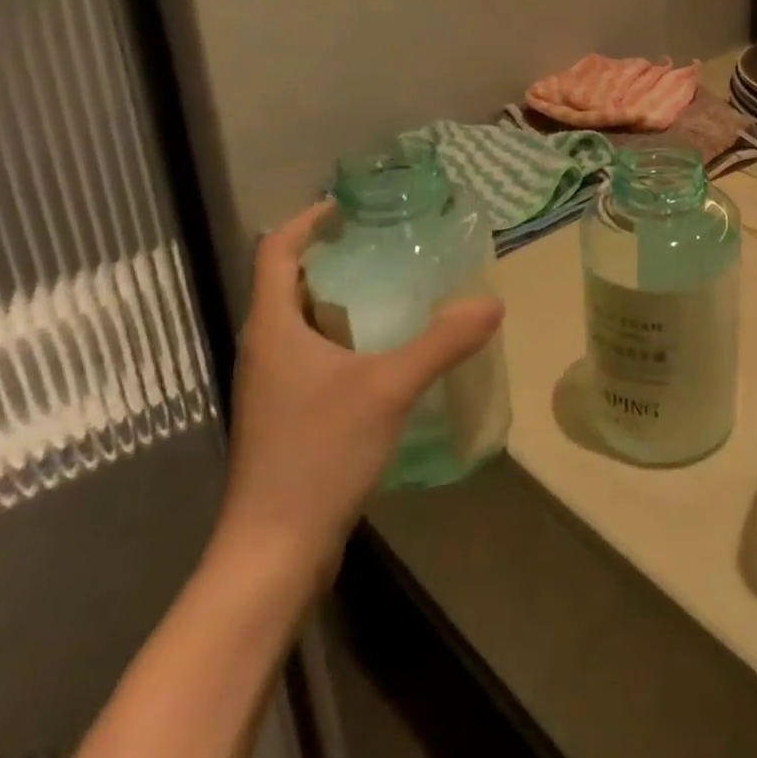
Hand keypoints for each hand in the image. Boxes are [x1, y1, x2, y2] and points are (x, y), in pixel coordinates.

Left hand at [215, 200, 502, 595]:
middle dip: (334, 256)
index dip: (308, 221)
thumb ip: (442, 342)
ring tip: (395, 288)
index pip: (275, 252)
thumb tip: (492, 301)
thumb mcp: (389, 389)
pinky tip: (387, 352)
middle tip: (386, 242)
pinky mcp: (286, 416)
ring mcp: (273, 386)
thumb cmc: (318, 456)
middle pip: (290, 283)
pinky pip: (314, 355)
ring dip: (341, 298)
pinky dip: (345, 337)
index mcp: (273, 329)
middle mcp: (265, 349)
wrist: (273, 553)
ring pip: (303, 321)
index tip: (350, 204)